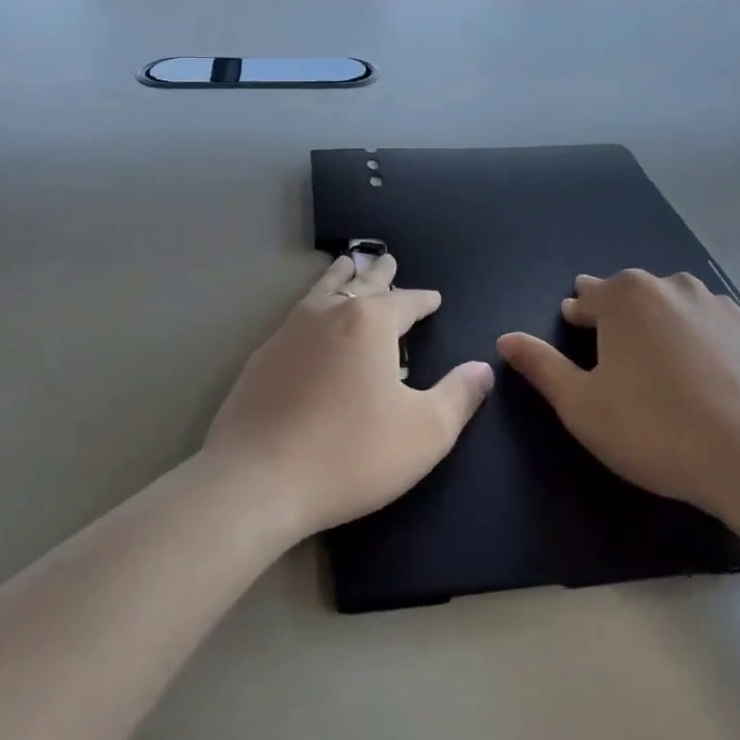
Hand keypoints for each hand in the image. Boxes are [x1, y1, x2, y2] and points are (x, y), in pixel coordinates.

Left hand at [202, 253, 493, 546]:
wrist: (256, 479)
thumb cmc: (350, 452)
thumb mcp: (425, 432)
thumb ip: (459, 396)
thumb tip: (482, 368)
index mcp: (370, 322)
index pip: (404, 301)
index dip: (422, 300)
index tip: (433, 298)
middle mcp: (329, 313)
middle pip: (361, 283)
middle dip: (379, 273)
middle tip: (388, 260)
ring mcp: (289, 331)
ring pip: (323, 290)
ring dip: (341, 276)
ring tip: (347, 263)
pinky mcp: (263, 355)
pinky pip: (298, 314)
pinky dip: (314, 303)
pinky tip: (309, 317)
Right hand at [498, 270, 739, 533]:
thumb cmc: (656, 430)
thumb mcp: (582, 406)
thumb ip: (540, 366)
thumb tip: (505, 338)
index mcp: (626, 296)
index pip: (588, 296)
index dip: (578, 314)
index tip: (575, 328)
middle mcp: (673, 286)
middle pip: (634, 295)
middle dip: (620, 315)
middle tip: (616, 349)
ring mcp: (723, 307)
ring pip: (679, 307)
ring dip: (665, 326)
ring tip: (664, 363)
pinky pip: (719, 330)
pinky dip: (708, 344)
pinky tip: (712, 377)